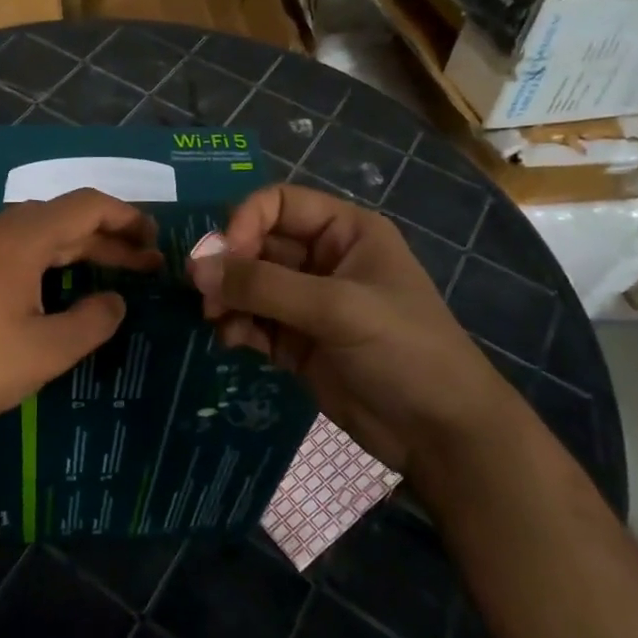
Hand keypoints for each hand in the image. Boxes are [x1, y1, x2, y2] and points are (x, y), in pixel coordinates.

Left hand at [0, 189, 160, 444]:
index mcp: (18, 238)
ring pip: (27, 235)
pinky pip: (0, 250)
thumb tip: (114, 301)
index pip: (85, 206)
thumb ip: (92, 322)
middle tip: (142, 267)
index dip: (125, 217)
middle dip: (104, 241)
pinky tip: (40, 290)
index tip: (153, 239)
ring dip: (68, 252)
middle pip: (58, 220)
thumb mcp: (46, 351)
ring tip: (99, 277)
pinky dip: (34, 262)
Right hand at [187, 184, 523, 477]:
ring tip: (215, 320)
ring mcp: (308, 303)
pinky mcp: (297, 342)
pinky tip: (230, 341)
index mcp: (345, 232)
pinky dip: (236, 327)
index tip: (224, 258)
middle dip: (229, 266)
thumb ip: (264, 286)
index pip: (278, 204)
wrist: (441, 433)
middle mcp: (323, 259)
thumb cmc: (403, 350)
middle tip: (203, 294)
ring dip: (227, 298)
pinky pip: (253, 321)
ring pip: (249, 285)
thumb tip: (196, 268)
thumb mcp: (337, 308)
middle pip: (257, 244)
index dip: (245, 222)